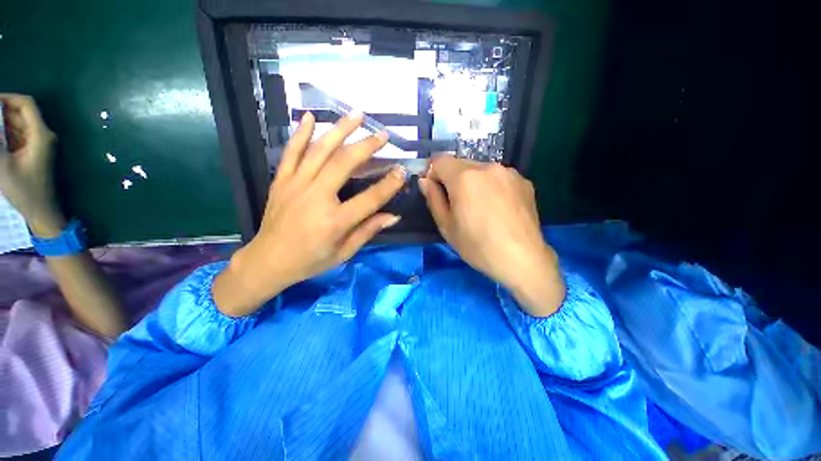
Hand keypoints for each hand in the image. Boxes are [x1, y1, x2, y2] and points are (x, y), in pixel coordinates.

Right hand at [0, 94, 64, 237]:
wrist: (42, 212)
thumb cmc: (25, 192)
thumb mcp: (3, 165)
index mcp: (40, 134)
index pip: (25, 104)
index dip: (7, 98)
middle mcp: (41, 135)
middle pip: (19, 113)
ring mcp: (37, 144)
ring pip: (15, 124)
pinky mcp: (31, 153)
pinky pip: (15, 136)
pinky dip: (2, 134)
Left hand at [212, 112, 405, 316]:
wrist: (268, 261)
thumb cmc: (310, 260)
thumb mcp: (344, 252)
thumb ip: (368, 231)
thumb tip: (394, 216)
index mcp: (335, 221)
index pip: (370, 198)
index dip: (389, 184)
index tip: (402, 170)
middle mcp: (316, 198)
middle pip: (345, 164)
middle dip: (367, 146)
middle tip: (383, 135)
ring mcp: (295, 186)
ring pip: (320, 151)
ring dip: (339, 130)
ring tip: (356, 115)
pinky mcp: (281, 181)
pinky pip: (291, 152)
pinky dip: (300, 133)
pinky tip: (310, 117)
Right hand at [419, 157, 564, 316]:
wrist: (522, 258)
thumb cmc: (477, 245)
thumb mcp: (446, 226)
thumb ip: (433, 198)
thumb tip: (425, 180)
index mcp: (464, 177)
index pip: (440, 161)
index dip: (433, 173)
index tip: (435, 190)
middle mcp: (487, 167)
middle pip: (460, 164)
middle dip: (453, 178)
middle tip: (457, 203)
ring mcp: (508, 172)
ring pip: (480, 170)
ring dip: (473, 182)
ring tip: (480, 207)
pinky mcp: (524, 181)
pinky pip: (499, 177)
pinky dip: (492, 186)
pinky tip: (498, 207)